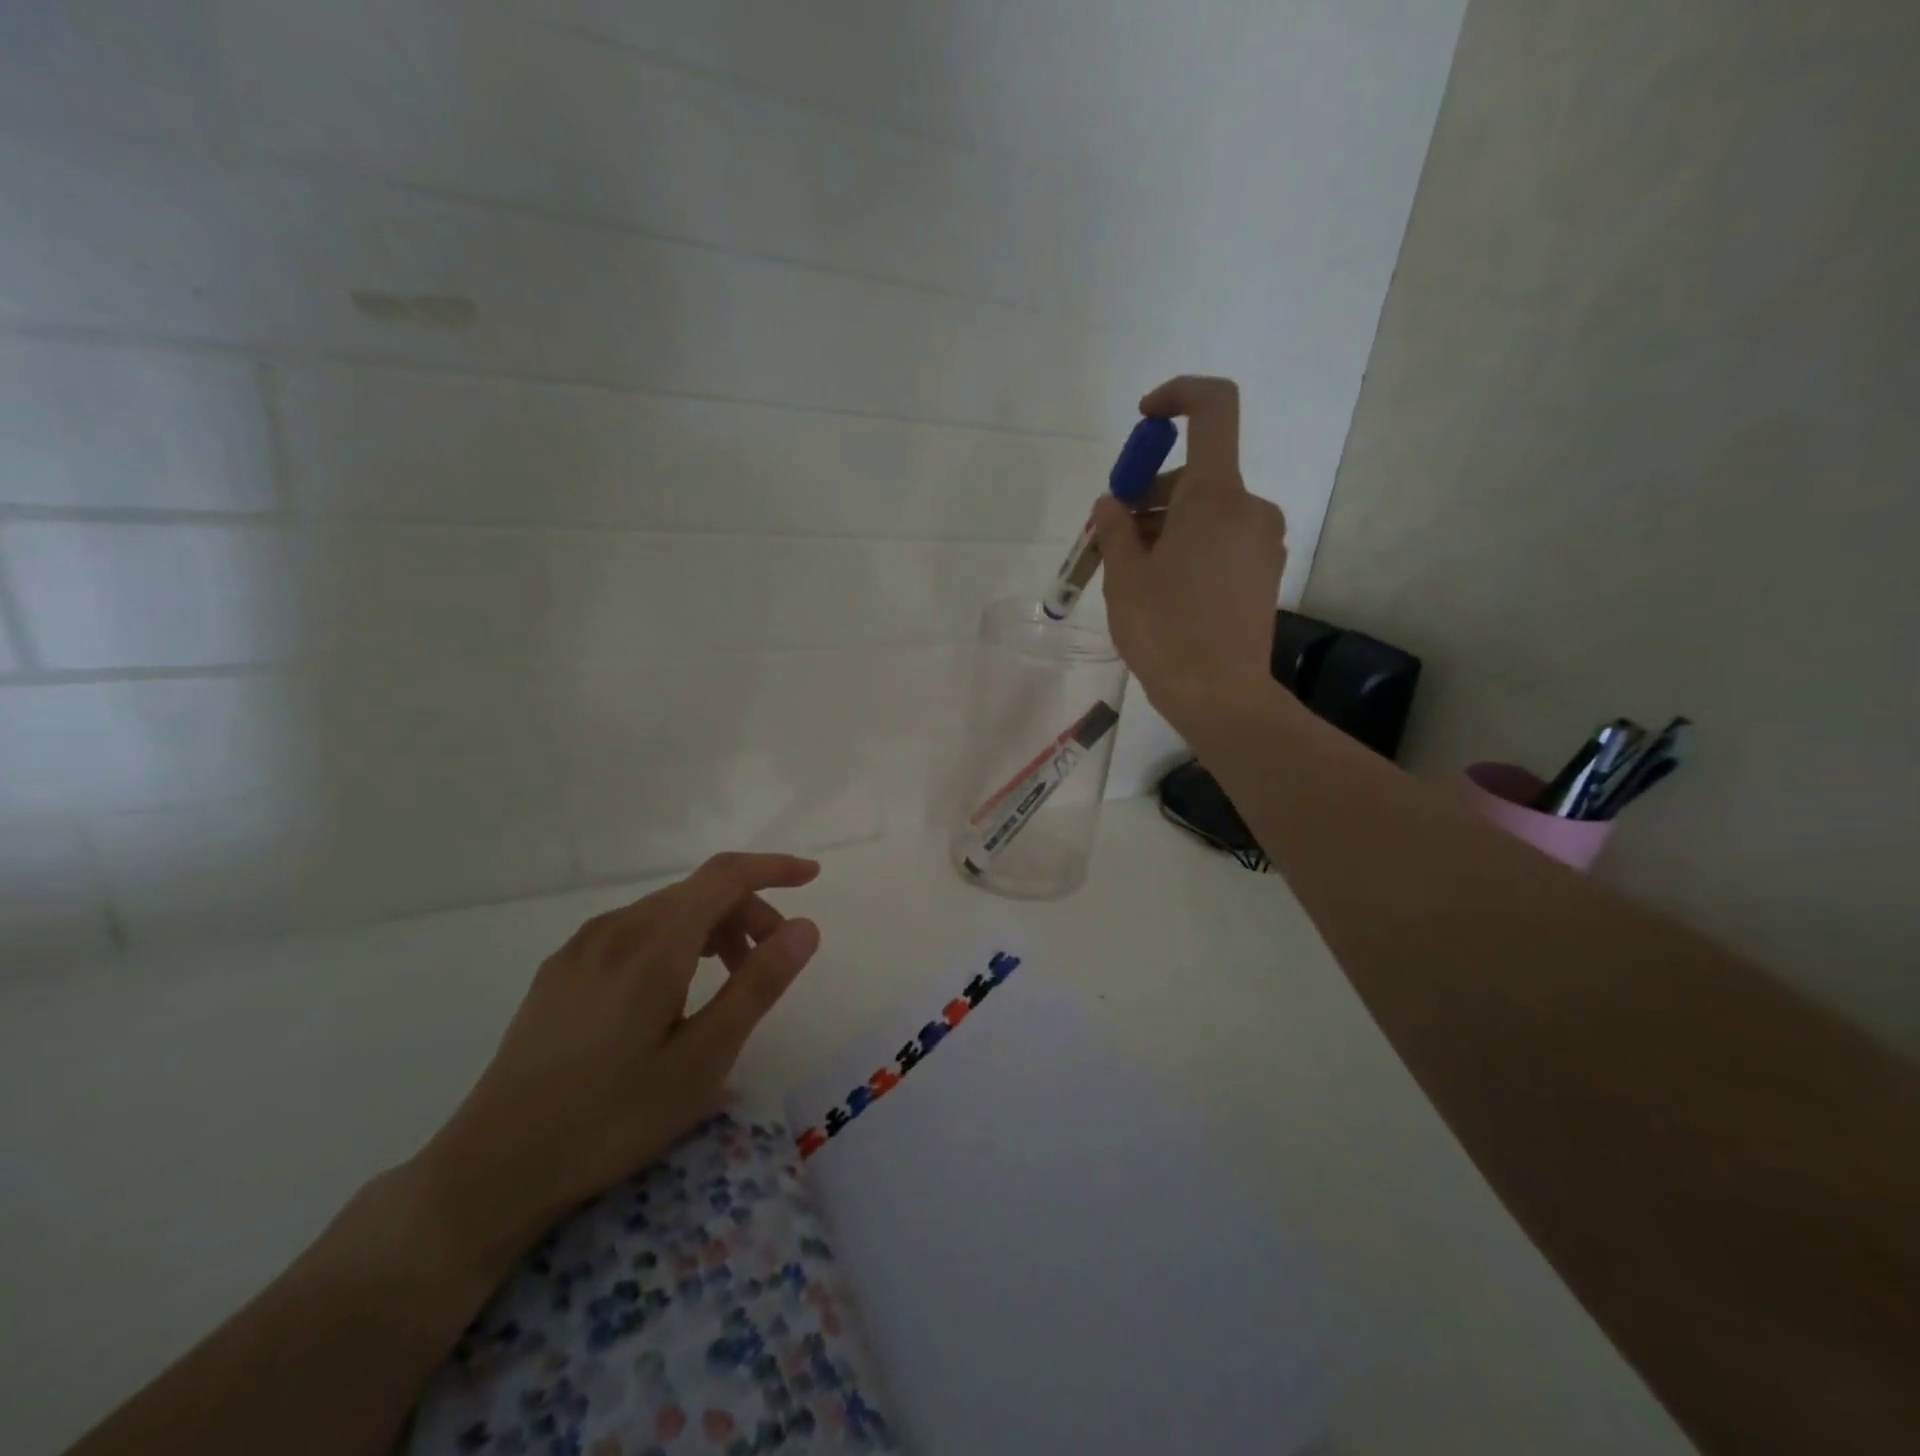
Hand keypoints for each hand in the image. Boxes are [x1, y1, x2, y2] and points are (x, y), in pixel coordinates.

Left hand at [413, 852, 822, 1261]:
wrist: (491, 1168)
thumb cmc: (612, 1117)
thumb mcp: (703, 1058)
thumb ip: (758, 985)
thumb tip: (806, 927)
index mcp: (654, 942)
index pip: (726, 875)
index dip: (774, 867)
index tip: (812, 877)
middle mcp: (616, 927)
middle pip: (699, 893)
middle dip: (748, 912)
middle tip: (772, 963)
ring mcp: (581, 947)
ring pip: (666, 912)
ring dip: (712, 929)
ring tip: (729, 981)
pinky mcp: (560, 970)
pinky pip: (634, 932)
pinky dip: (674, 942)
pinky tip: (672, 993)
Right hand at [1092, 377, 1289, 730]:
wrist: (1220, 695)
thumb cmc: (1165, 632)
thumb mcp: (1125, 578)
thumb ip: (1115, 528)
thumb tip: (1113, 504)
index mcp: (1216, 496)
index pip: (1212, 409)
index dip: (1178, 396)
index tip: (1144, 420)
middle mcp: (1250, 507)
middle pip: (1199, 472)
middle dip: (1152, 494)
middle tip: (1114, 536)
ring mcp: (1264, 540)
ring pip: (1209, 509)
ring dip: (1169, 524)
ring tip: (1134, 571)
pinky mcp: (1266, 570)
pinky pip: (1224, 537)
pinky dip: (1192, 544)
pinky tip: (1166, 586)